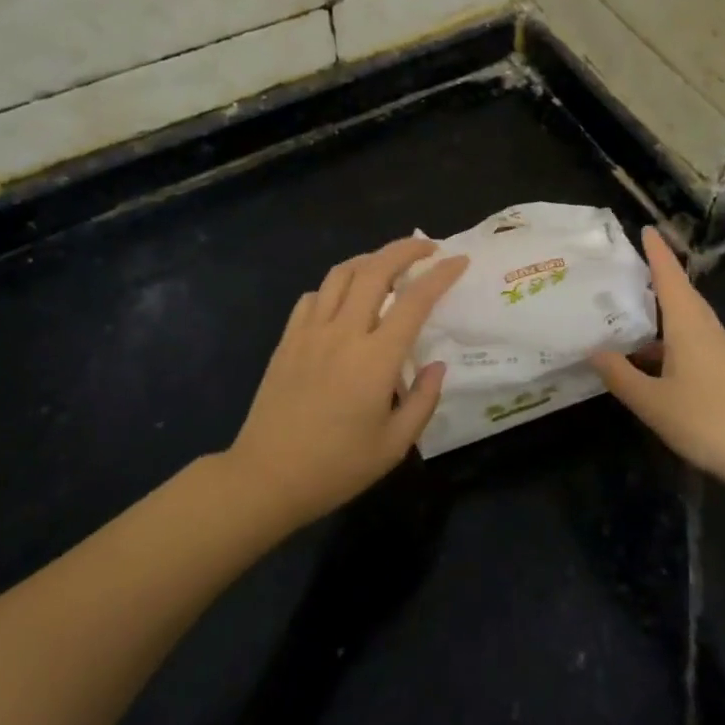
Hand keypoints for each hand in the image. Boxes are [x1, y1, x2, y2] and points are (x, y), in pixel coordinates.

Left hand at [226, 237, 469, 529]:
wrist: (266, 477)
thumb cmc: (336, 467)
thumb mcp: (394, 446)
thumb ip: (423, 401)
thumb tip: (437, 365)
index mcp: (375, 359)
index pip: (415, 301)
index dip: (440, 275)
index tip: (459, 260)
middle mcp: (343, 333)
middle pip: (376, 270)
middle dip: (405, 249)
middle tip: (426, 247)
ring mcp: (310, 332)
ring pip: (341, 274)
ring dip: (369, 260)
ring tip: (387, 264)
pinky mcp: (287, 340)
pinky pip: (313, 296)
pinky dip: (334, 286)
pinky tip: (343, 300)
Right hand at [590, 228, 724, 490]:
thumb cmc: (710, 420)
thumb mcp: (653, 402)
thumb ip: (621, 376)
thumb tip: (593, 350)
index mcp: (690, 325)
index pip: (670, 277)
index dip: (656, 252)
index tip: (645, 228)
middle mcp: (708, 330)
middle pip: (681, 295)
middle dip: (657, 279)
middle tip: (627, 269)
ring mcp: (723, 353)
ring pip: (687, 322)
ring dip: (661, 313)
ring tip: (629, 314)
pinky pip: (693, 344)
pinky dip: (670, 341)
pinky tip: (652, 360)